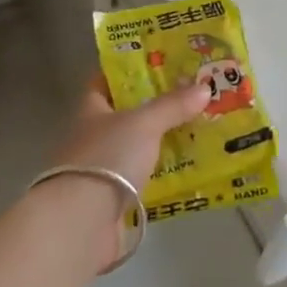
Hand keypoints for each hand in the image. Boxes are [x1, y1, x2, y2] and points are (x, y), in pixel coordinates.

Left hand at [54, 75, 209, 193]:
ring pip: (138, 148)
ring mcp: (102, 170)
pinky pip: (145, 179)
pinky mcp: (114, 200)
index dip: (129, 71)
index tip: (159, 64)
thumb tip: (204, 87)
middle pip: (127, 115)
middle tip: (192, 96)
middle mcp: (94, 137)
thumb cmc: (107, 157)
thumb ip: (172, 105)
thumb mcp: (143, 123)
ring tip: (200, 130)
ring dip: (163, 142)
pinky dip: (164, 175)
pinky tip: (190, 169)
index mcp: (92, 110)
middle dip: (156, 107)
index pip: (107, 82)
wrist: (82, 222)